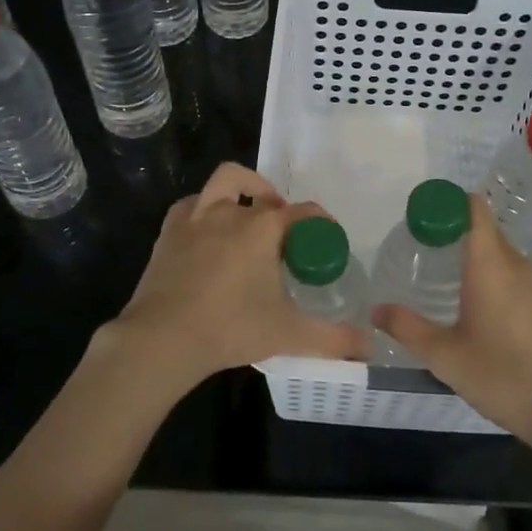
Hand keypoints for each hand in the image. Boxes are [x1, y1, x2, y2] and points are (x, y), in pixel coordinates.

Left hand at [94, 162, 363, 402]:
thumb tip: (368, 347)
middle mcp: (231, 212)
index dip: (321, 223)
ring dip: (239, 192)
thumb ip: (333, 339)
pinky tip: (207, 232)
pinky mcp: (168, 233)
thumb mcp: (289, 334)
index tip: (327, 240)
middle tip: (281, 229)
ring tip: (245, 216)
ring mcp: (195, 218)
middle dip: (275, 201)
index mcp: (263, 228)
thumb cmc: (231, 328)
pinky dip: (203, 210)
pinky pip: (190, 206)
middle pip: (261, 190)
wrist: (163, 338)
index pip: (303, 213)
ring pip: (222, 183)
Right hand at [373, 194, 531, 455]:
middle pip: (486, 231)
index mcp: (491, 265)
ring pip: (501, 255)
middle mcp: (517, 265)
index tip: (424, 213)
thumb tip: (376, 310)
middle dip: (456, 232)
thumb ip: (408, 328)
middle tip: (423, 247)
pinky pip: (514, 276)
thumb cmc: (503, 376)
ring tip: (443, 275)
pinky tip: (476, 306)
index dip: (451, 202)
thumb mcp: (445, 356)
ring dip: (475, 257)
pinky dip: (492, 277)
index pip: (475, 210)